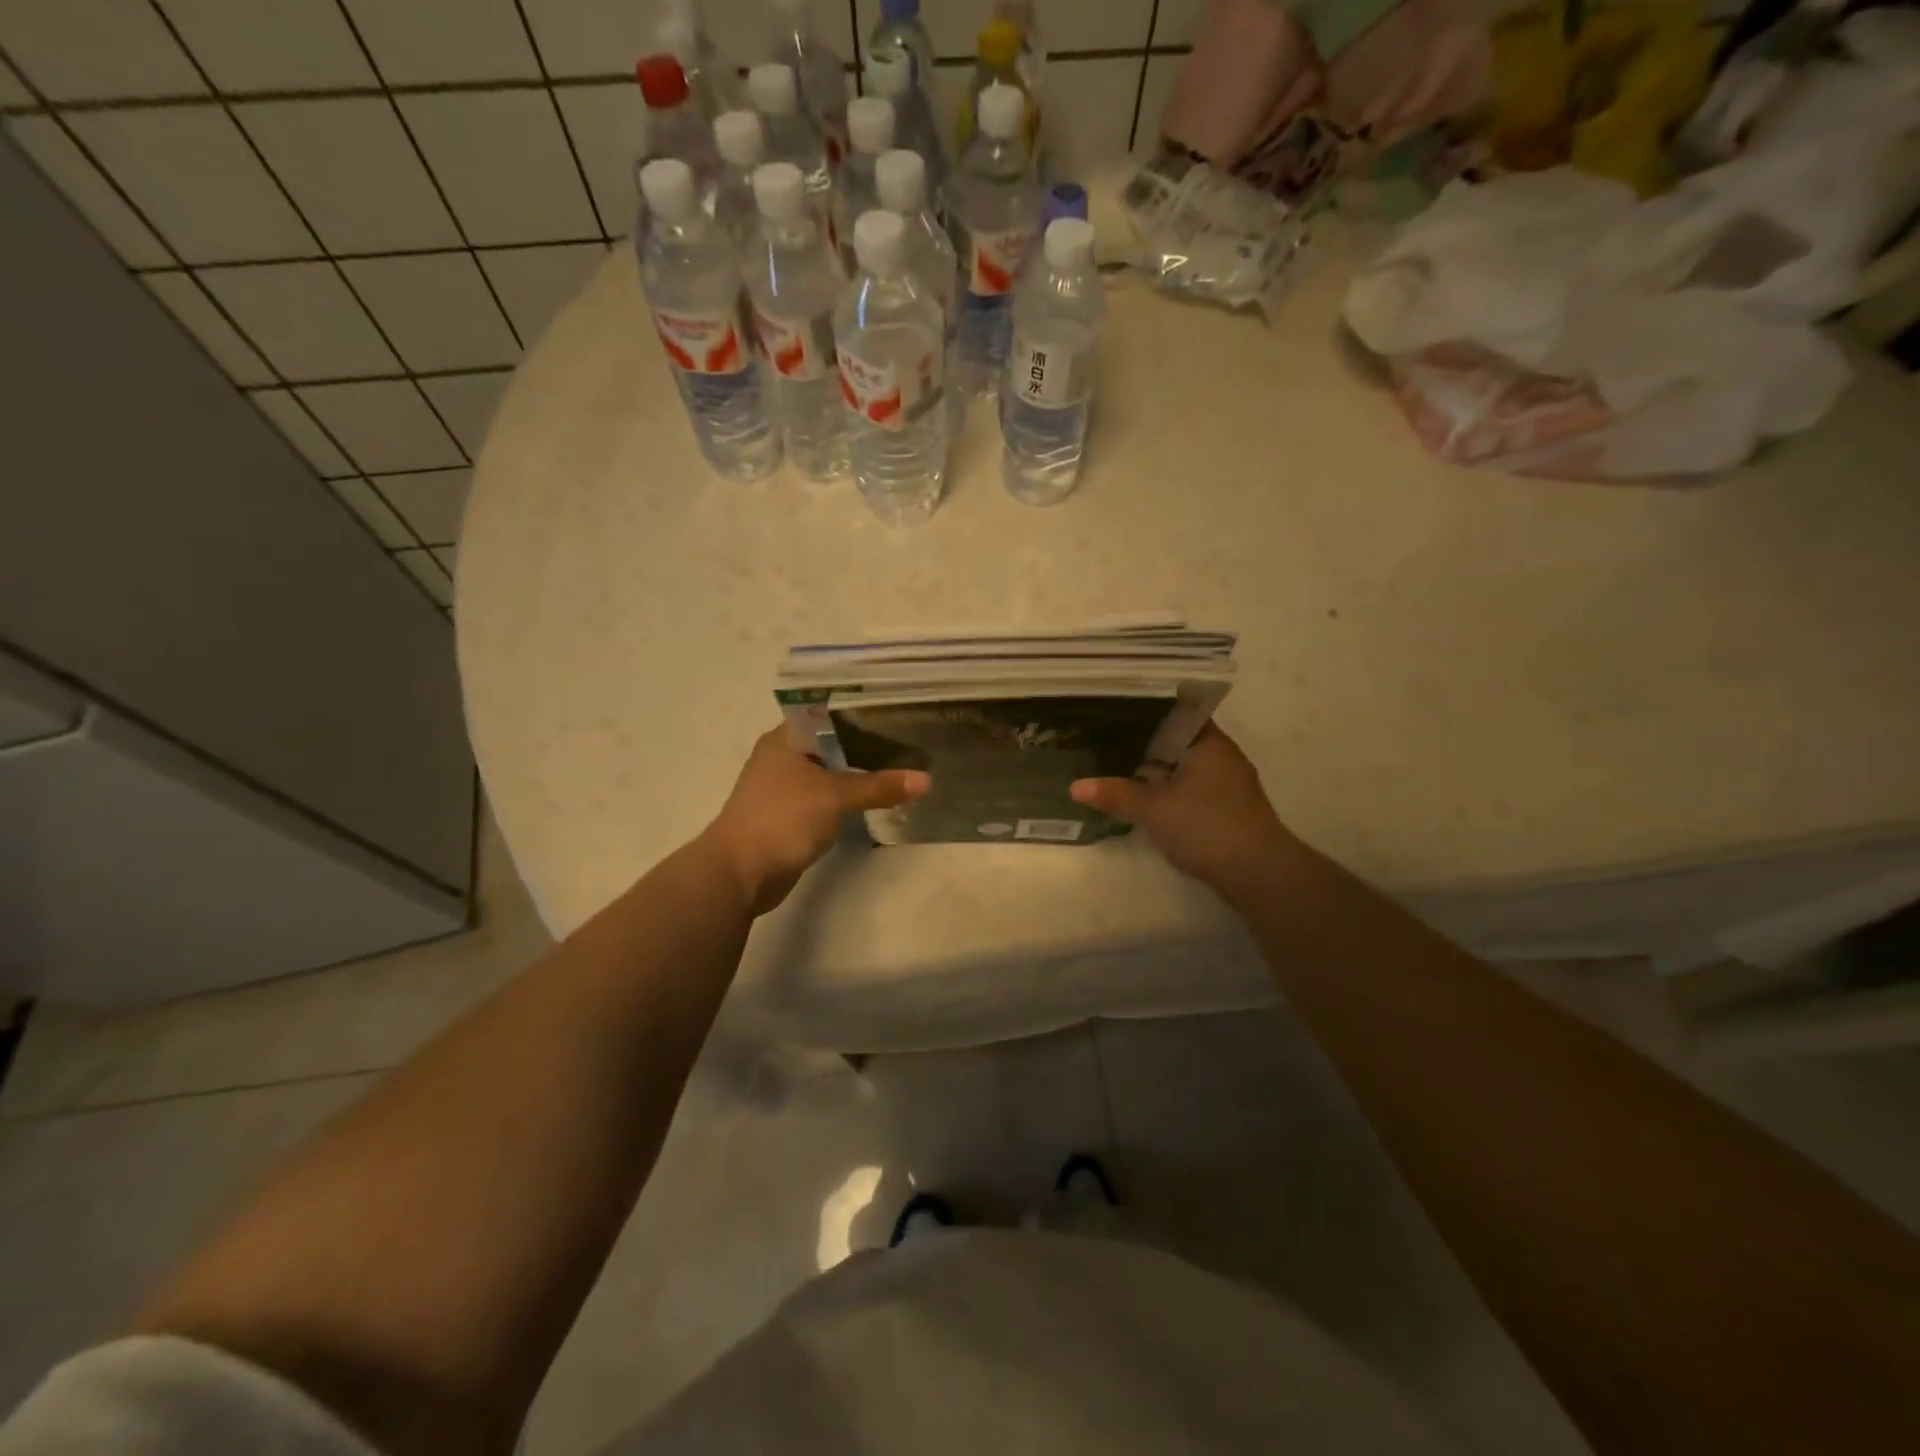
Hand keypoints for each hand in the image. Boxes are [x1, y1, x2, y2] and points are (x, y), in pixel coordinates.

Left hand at [702, 727, 930, 915]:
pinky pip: (830, 798)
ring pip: (833, 772)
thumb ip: (879, 786)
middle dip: (870, 744)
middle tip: (912, 739)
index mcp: (786, 739)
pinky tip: (880, 797)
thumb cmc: (782, 819)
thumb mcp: (834, 796)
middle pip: (834, 743)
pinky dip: (851, 797)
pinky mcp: (793, 815)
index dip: (864, 711)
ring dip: (862, 773)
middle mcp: (785, 757)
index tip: (900, 710)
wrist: (740, 874)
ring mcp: (788, 788)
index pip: (830, 713)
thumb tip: (927, 780)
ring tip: (905, 765)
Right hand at [1070, 725, 1300, 896]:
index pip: (1176, 712)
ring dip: (1159, 770)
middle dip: (1146, 743)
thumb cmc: (1206, 826)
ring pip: (1186, 766)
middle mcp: (1223, 756)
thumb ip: (1115, 794)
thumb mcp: (1153, 809)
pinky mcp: (1230, 809)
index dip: (1145, 711)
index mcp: (1209, 742)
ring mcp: (1230, 783)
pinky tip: (1148, 798)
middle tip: (1107, 740)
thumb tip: (1074, 787)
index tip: (1115, 713)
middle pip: (1178, 740)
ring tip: (1120, 767)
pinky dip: (1172, 789)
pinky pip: (1194, 787)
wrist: (1258, 873)